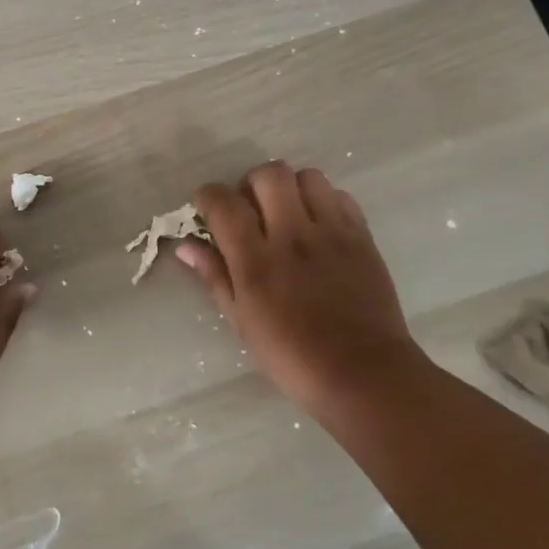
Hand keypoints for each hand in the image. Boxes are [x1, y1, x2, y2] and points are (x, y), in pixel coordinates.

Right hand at [177, 162, 419, 418]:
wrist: (363, 374)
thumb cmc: (292, 356)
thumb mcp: (241, 321)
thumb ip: (214, 276)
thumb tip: (186, 246)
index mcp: (256, 260)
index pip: (223, 203)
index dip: (208, 198)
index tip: (207, 210)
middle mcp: (292, 235)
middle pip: (268, 174)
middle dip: (251, 184)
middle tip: (251, 210)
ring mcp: (331, 232)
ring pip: (307, 176)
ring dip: (290, 188)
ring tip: (288, 213)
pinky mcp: (361, 236)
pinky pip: (340, 196)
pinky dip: (323, 201)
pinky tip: (319, 227)